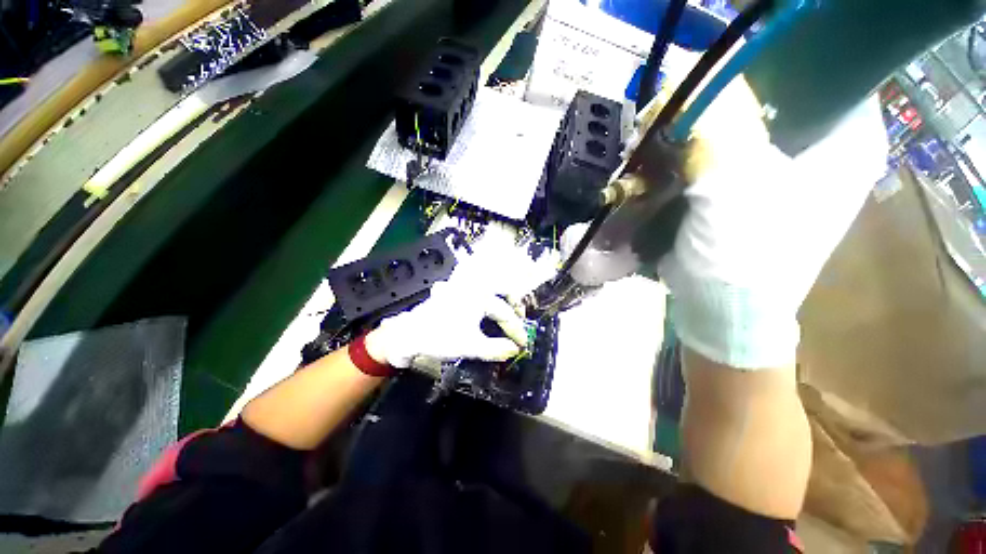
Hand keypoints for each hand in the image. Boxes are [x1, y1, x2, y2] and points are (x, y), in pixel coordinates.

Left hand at [364, 262, 528, 369]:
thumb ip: (496, 348)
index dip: (516, 329)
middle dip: (514, 303)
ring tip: (506, 310)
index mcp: (481, 296)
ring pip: (489, 284)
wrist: (409, 334)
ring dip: (500, 296)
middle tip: (519, 318)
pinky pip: (475, 285)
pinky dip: (484, 293)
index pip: (505, 313)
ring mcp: (462, 286)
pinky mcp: (453, 290)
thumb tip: (514, 349)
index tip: (523, 343)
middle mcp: (474, 286)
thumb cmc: (441, 337)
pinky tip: (483, 303)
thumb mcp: (471, 346)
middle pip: (502, 289)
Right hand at [653, 77, 887, 368]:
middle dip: (719, 102)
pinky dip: (691, 152)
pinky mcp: (746, 191)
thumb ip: (719, 126)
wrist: (722, 311)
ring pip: (739, 125)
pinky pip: (720, 153)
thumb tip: (683, 76)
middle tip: (677, 115)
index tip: (714, 78)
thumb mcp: (735, 187)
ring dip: (698, 130)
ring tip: (664, 140)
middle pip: (771, 96)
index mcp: (845, 140)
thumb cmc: (743, 258)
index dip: (763, 62)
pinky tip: (667, 159)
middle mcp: (820, 149)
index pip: (817, 67)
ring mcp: (782, 172)